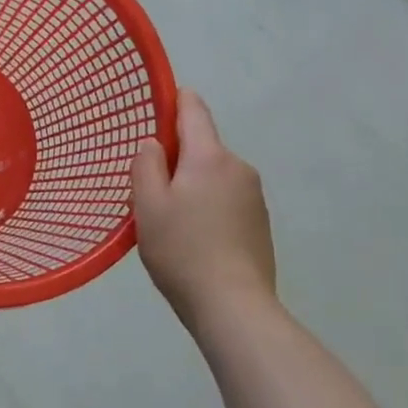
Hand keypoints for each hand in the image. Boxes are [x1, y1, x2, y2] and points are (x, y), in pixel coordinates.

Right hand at [131, 89, 278, 333]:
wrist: (235, 308)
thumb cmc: (182, 251)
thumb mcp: (147, 205)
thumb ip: (146, 165)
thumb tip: (155, 144)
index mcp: (209, 156)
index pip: (193, 109)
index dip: (175, 100)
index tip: (157, 104)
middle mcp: (237, 166)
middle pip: (201, 146)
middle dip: (176, 158)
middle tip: (149, 190)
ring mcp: (254, 195)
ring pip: (213, 175)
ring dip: (193, 185)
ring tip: (171, 223)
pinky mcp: (260, 223)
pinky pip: (227, 199)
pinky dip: (209, 207)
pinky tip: (195, 240)